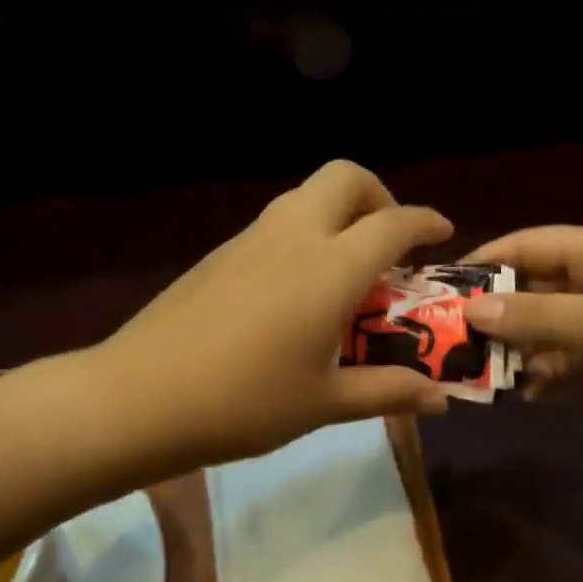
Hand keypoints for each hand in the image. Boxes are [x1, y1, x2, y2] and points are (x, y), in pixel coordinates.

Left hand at [101, 161, 454, 467]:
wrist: (139, 398)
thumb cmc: (244, 402)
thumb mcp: (325, 403)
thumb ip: (389, 391)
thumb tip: (443, 399)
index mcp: (330, 267)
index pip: (393, 223)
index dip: (425, 223)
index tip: (443, 234)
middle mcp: (293, 235)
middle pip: (346, 178)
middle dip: (379, 198)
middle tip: (389, 246)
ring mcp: (250, 239)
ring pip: (306, 197)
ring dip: (339, 215)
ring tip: (348, 272)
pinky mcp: (219, 254)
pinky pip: (277, 224)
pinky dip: (305, 235)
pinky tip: (297, 291)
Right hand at [462, 224, 582, 443]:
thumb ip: (539, 316)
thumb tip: (473, 312)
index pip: (530, 244)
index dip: (486, 263)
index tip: (442, 290)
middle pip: (537, 287)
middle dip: (500, 314)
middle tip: (453, 342)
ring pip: (552, 327)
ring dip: (523, 349)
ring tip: (487, 376)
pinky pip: (575, 358)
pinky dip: (552, 373)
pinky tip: (532, 395)